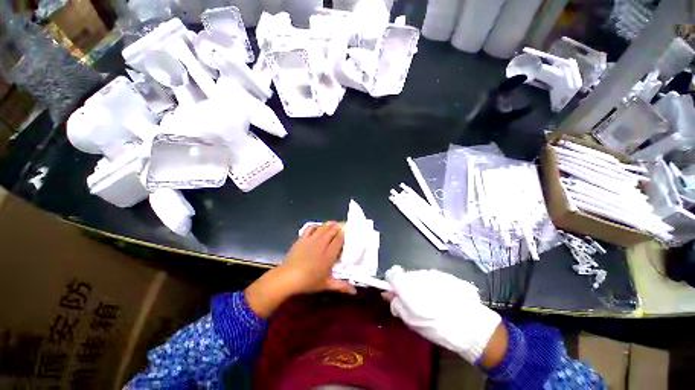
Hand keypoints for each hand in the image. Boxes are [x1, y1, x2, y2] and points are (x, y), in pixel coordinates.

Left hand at [245, 222, 355, 317]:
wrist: (288, 277)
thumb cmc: (309, 281)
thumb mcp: (326, 284)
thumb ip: (341, 286)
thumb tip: (354, 291)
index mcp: (329, 254)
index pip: (339, 240)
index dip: (344, 235)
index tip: (347, 233)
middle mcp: (322, 244)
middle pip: (332, 231)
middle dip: (338, 227)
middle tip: (342, 225)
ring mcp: (311, 240)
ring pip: (322, 228)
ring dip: (329, 224)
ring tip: (334, 223)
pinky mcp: (302, 239)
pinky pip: (311, 228)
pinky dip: (316, 225)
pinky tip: (319, 227)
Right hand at [383, 266, 504, 365]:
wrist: (468, 324)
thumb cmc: (435, 326)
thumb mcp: (410, 320)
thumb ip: (396, 304)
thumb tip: (386, 294)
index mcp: (406, 284)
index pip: (392, 274)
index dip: (392, 283)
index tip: (396, 293)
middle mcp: (417, 274)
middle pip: (406, 275)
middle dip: (407, 285)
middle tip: (416, 302)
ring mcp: (431, 273)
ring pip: (419, 276)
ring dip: (420, 285)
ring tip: (431, 301)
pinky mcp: (444, 274)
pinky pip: (431, 277)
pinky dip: (432, 285)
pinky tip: (441, 298)